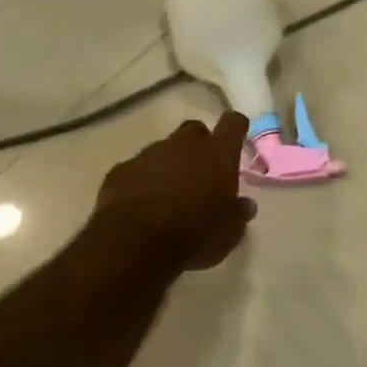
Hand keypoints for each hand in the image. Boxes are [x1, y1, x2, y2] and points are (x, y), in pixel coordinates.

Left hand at [96, 113, 256, 271]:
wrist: (136, 242)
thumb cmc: (195, 233)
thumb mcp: (229, 232)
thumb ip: (238, 213)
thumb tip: (245, 205)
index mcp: (217, 153)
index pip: (233, 124)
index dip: (236, 128)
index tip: (237, 136)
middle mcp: (183, 144)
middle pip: (195, 131)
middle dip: (199, 146)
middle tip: (202, 172)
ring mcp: (149, 154)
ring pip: (163, 150)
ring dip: (169, 165)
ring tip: (170, 195)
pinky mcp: (121, 170)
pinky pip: (137, 169)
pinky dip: (142, 181)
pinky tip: (143, 205)